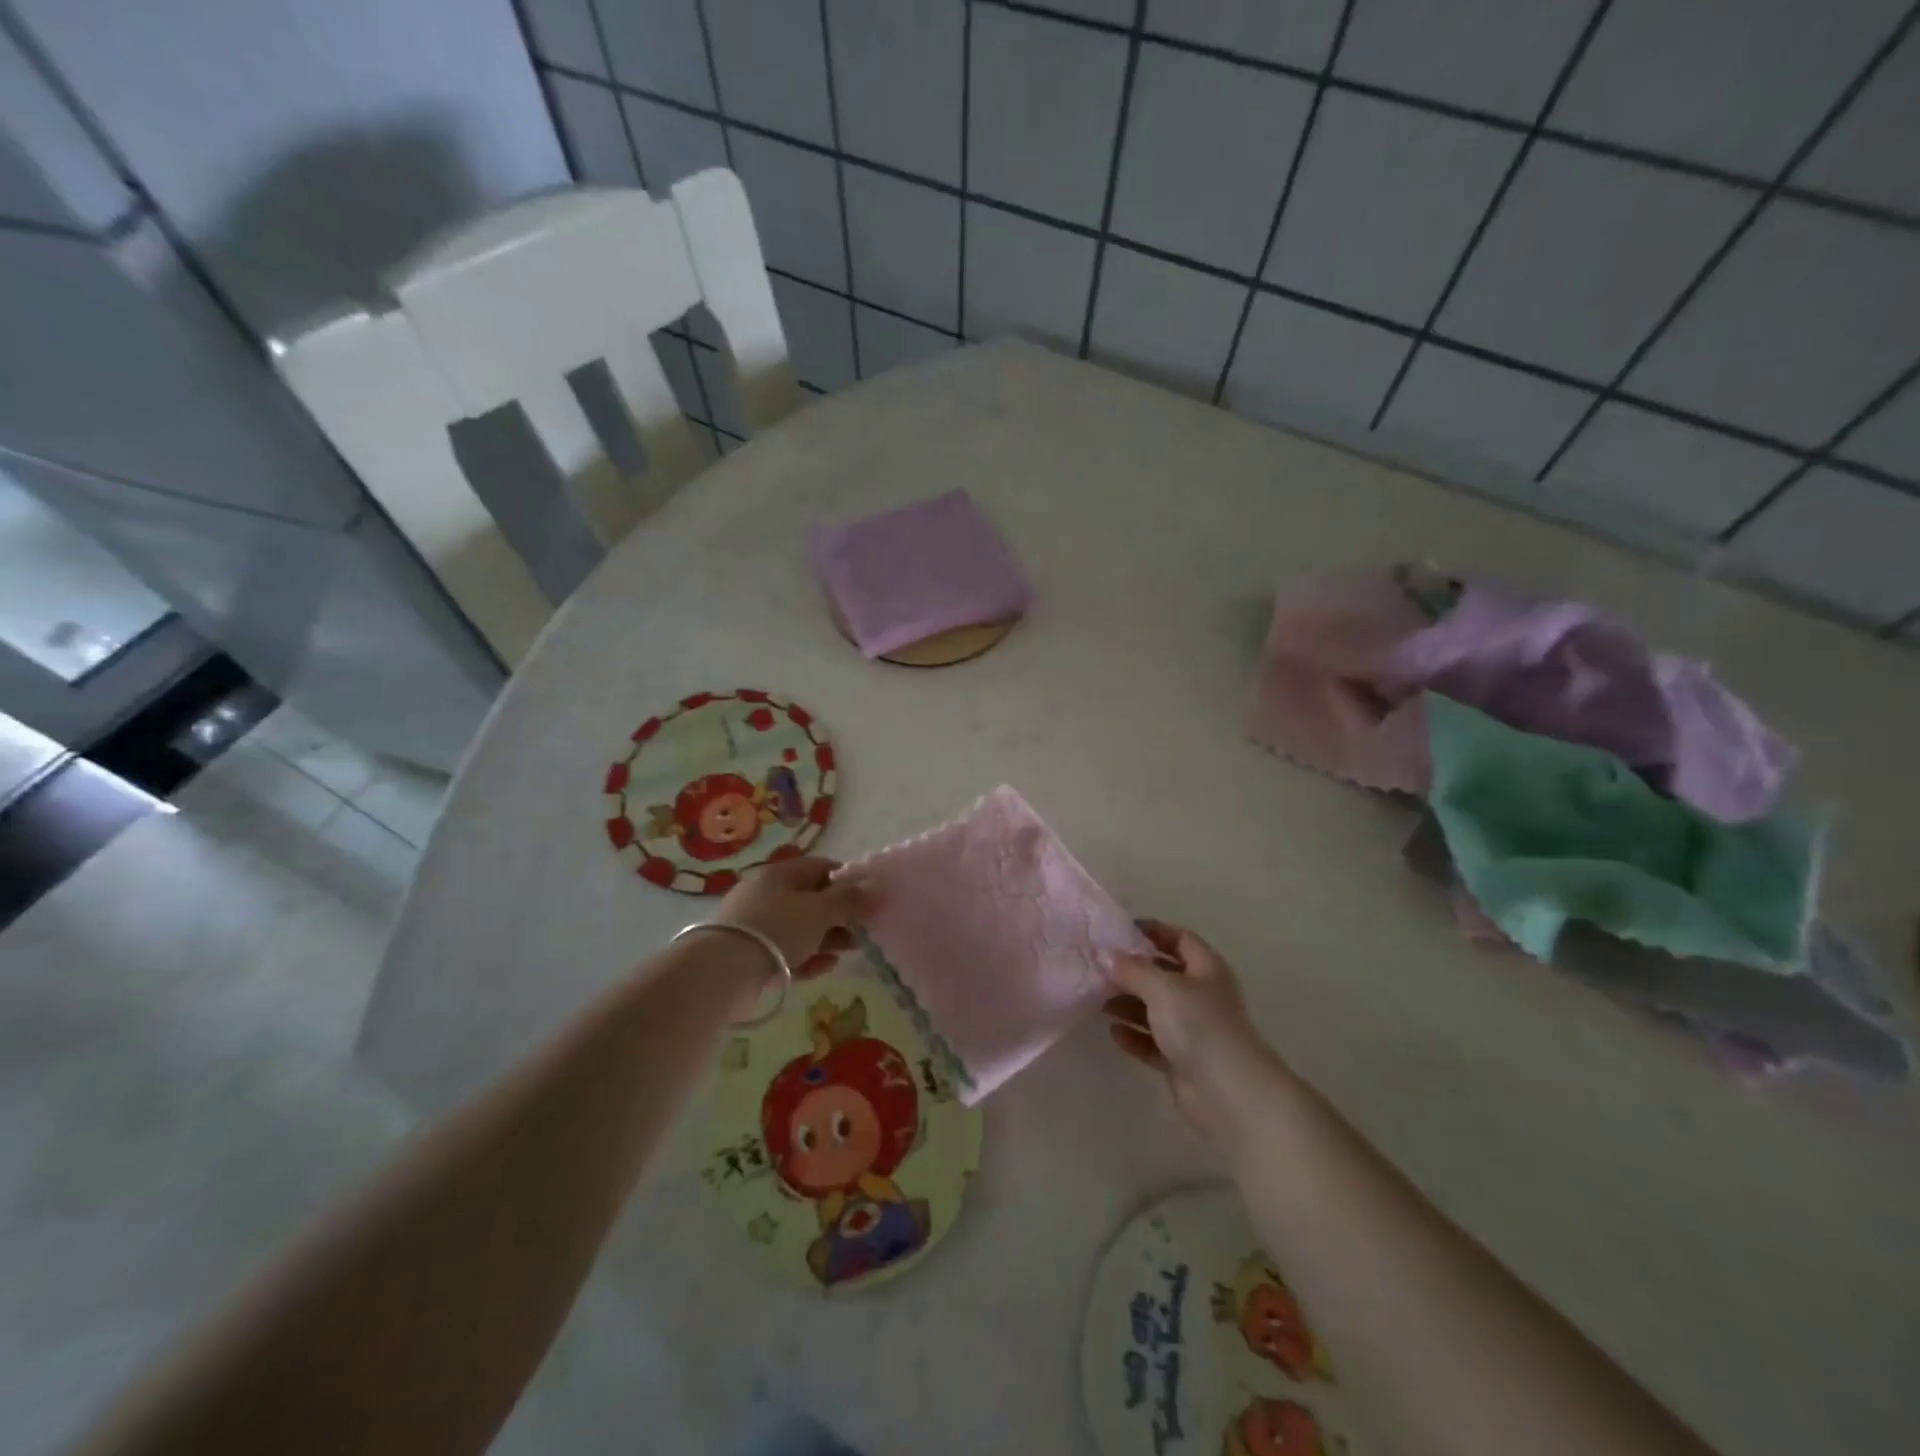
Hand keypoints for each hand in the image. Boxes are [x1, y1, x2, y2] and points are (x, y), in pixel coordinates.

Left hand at [714, 856, 872, 973]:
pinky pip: (786, 948)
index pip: (821, 867)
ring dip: (828, 936)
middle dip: (840, 914)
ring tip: (849, 950)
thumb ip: (850, 900)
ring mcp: (755, 922)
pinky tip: (825, 966)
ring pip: (800, 926)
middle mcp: (767, 892)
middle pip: (811, 899)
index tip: (868, 897)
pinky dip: (807, 955)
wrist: (726, 969)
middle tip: (863, 929)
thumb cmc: (780, 928)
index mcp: (782, 873)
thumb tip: (876, 886)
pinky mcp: (749, 951)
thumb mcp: (821, 911)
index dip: (848, 880)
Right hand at [1105, 919, 1289, 1154]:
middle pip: (1163, 974)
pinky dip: (1135, 1035)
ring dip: (1128, 1003)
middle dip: (1132, 970)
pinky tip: (1113, 1032)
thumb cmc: (1199, 1026)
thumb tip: (1110, 956)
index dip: (1152, 930)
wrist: (1229, 1093)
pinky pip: (1153, 1041)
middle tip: (1098, 967)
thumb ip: (1133, 969)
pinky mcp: (1183, 1060)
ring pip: (1155, 1009)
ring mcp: (1194, 1030)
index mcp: (1206, 969)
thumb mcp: (1162, 987)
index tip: (1119, 930)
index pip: (1179, 938)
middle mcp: (1202, 995)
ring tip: (1097, 1000)